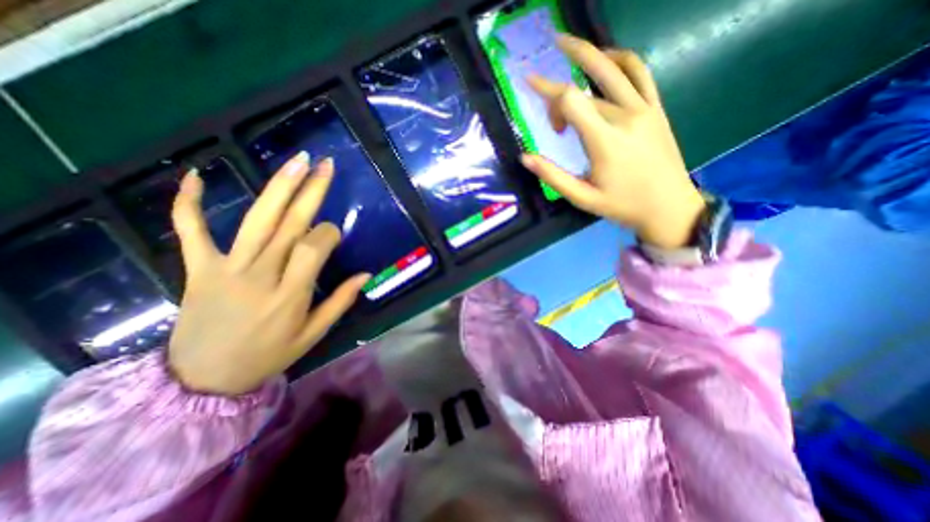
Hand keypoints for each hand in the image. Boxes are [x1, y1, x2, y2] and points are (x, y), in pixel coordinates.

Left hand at [168, 150, 370, 394]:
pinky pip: (191, 231)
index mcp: (291, 293)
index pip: (314, 247)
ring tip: (295, 162)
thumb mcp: (313, 334)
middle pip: (290, 224)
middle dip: (311, 192)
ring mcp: (227, 268)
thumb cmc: (268, 355)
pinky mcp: (199, 268)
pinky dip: (189, 203)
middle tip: (325, 165)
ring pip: (257, 220)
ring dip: (278, 187)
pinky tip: (197, 175)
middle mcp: (261, 274)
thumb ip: (340, 302)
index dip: (328, 234)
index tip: (334, 234)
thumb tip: (366, 275)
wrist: (203, 379)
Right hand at [521, 35, 704, 247]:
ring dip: (587, 53)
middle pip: (583, 89)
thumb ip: (553, 176)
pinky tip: (605, 59)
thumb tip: (524, 157)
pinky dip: (620, 58)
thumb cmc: (622, 206)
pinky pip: (639, 72)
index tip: (532, 100)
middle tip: (538, 85)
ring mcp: (644, 109)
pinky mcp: (656, 108)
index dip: (547, 94)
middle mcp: (625, 117)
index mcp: (605, 141)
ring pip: (612, 69)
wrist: (669, 206)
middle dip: (556, 93)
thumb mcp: (582, 198)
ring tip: (565, 43)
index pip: (571, 101)